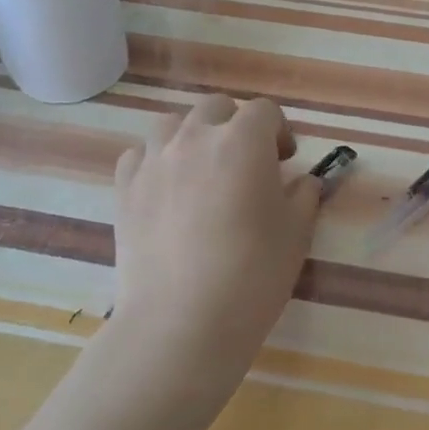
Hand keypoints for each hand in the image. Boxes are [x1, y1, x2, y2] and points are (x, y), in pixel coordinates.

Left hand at [110, 95, 320, 395]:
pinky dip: (155, 161)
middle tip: (247, 163)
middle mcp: (195, 138)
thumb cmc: (253, 274)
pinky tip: (165, 189)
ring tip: (202, 170)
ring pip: (172, 124)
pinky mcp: (124, 189)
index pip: (265, 111)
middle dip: (236, 125)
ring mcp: (153, 161)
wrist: (182, 321)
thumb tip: (302, 182)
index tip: (285, 161)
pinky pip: (139, 155)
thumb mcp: (297, 233)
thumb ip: (304, 195)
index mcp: (243, 141)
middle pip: (216, 108)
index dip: (280, 131)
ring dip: (192, 136)